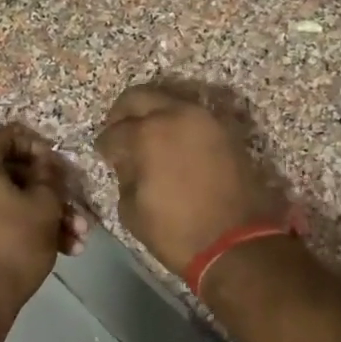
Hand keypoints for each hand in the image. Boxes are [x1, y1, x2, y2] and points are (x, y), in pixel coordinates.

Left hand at [0, 125, 86, 319]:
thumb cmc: (13, 240)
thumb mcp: (44, 202)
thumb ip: (50, 173)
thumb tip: (48, 162)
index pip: (12, 137)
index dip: (45, 151)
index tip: (66, 170)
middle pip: (11, 171)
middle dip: (50, 192)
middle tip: (78, 208)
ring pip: (6, 197)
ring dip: (44, 213)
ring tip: (78, 237)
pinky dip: (22, 225)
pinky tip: (62, 247)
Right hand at [94, 85, 286, 278]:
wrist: (236, 244)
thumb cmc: (176, 231)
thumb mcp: (132, 209)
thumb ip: (125, 175)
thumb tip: (128, 161)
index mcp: (148, 134)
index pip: (114, 131)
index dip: (104, 144)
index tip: (104, 154)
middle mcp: (177, 115)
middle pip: (140, 97)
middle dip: (124, 113)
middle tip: (119, 131)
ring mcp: (206, 120)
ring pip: (170, 101)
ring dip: (154, 114)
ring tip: (147, 137)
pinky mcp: (226, 131)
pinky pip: (193, 117)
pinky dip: (179, 124)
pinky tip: (172, 144)